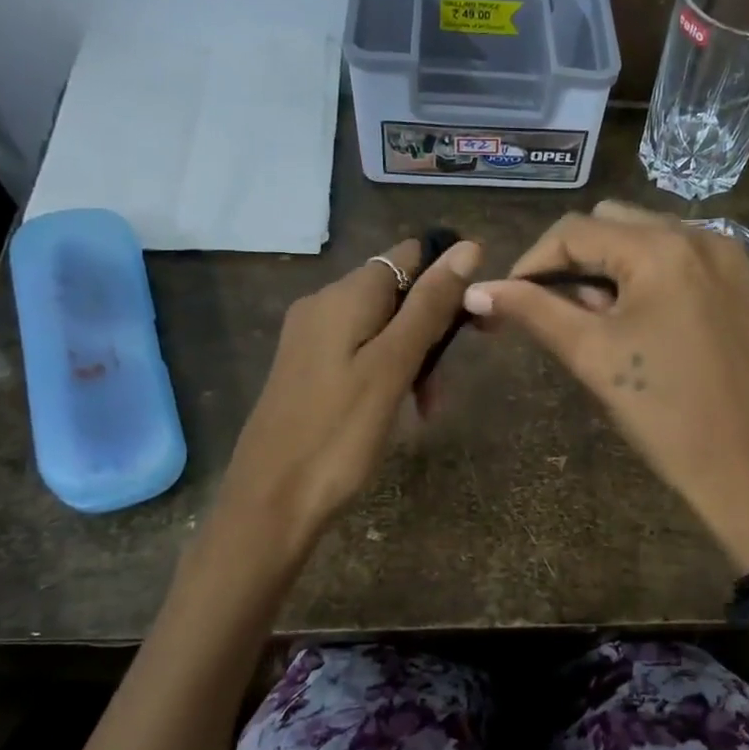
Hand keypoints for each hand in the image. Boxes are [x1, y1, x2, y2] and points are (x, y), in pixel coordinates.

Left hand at [217, 237, 481, 547]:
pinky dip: (389, 371)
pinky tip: (400, 408)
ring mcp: (311, 338)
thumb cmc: (338, 435)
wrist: (271, 502)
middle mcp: (323, 304)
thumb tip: (467, 247)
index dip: (448, 277)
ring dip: (415, 356)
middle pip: (396, 292)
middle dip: (433, 327)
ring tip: (429, 407)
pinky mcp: (308, 369)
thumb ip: (429, 306)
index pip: (408, 255)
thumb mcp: (392, 366)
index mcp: (344, 295)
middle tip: (449, 382)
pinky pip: (361, 351)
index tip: (478, 318)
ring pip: (382, 326)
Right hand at [464, 203, 748, 567]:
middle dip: (581, 260)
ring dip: (622, 268)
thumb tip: (477, 290)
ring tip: (613, 324)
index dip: (533, 261)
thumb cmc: (666, 416)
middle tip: (569, 315)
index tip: (513, 300)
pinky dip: (665, 279)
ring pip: (658, 238)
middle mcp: (706, 236)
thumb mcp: (593, 356)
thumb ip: (534, 311)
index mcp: (662, 248)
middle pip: (618, 222)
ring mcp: (741, 260)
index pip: (575, 230)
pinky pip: (697, 261)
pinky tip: (662, 329)